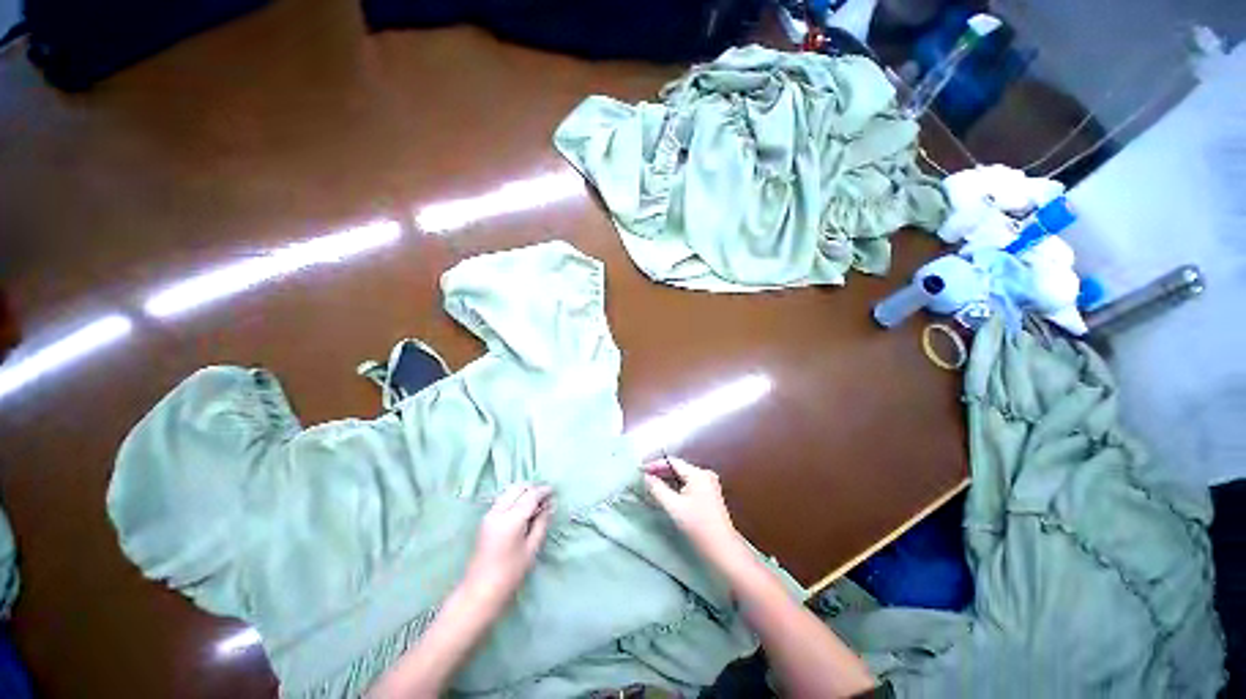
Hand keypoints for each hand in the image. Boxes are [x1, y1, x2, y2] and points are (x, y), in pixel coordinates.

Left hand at [463, 484, 553, 606]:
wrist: (479, 591)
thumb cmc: (510, 573)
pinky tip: (523, 508)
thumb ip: (541, 523)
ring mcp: (489, 514)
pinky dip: (515, 497)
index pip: (530, 495)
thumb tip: (549, 505)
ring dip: (523, 491)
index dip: (543, 491)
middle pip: (518, 488)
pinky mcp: (485, 520)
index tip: (554, 491)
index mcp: (511, 519)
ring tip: (536, 502)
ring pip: (509, 491)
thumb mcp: (531, 548)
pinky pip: (503, 499)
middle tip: (545, 496)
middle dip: (533, 488)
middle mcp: (498, 512)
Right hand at [643, 458, 742, 560]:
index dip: (656, 464)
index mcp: (698, 474)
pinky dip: (676, 485)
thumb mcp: (674, 507)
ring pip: (683, 476)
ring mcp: (708, 484)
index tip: (641, 468)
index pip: (673, 462)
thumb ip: (658, 489)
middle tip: (644, 475)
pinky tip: (665, 490)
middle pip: (678, 468)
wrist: (722, 548)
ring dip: (667, 478)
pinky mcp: (709, 494)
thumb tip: (647, 477)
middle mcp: (705, 474)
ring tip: (651, 481)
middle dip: (661, 471)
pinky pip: (688, 483)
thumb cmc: (698, 526)